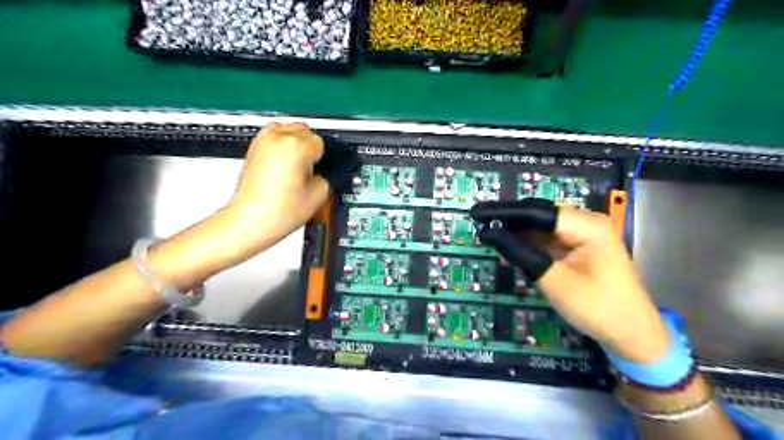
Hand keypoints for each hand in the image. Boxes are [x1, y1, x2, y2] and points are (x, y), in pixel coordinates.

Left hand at [223, 122, 328, 256]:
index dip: (324, 159)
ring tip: (296, 168)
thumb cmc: (277, 211)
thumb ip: (329, 175)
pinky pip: (275, 137)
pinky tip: (285, 167)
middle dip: (311, 149)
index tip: (322, 170)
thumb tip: (328, 169)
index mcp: (296, 146)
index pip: (322, 142)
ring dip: (297, 145)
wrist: (251, 220)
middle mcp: (277, 137)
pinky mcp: (254, 148)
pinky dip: (283, 147)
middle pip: (306, 131)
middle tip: (309, 172)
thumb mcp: (320, 194)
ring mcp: (263, 141)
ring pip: (290, 130)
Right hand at [467, 199, 669, 363]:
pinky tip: (508, 251)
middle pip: (539, 216)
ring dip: (516, 234)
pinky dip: (527, 246)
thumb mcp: (555, 281)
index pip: (537, 212)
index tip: (477, 213)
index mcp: (587, 226)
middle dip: (509, 220)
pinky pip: (547, 241)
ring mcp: (582, 236)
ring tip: (488, 237)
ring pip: (540, 228)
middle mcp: (585, 224)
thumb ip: (522, 254)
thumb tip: (490, 234)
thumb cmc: (598, 308)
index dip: (505, 212)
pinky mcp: (578, 249)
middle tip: (479, 223)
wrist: (632, 335)